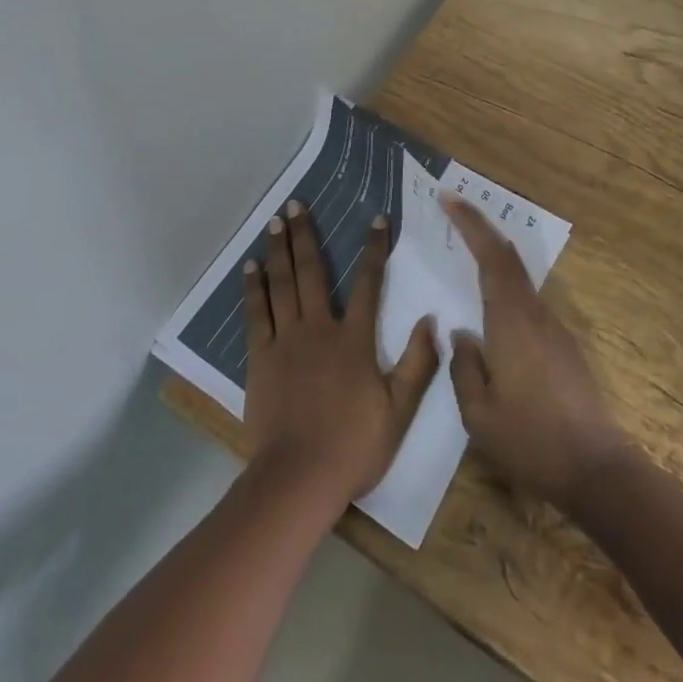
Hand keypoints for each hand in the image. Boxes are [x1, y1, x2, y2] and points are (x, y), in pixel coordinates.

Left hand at [243, 200, 440, 507]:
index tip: (376, 218)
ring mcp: (286, 340)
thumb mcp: (399, 411)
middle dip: (305, 234)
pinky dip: (254, 287)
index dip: (374, 249)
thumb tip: (431, 321)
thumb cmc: (353, 446)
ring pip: (281, 284)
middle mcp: (319, 328)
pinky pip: (256, 314)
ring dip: (278, 250)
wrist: (299, 477)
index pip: (369, 283)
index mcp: (354, 339)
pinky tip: (251, 267)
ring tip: (274, 221)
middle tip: (296, 203)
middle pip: (312, 271)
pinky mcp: (260, 357)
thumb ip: (418, 364)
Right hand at [444, 197, 631, 510]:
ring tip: (466, 249)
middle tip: (453, 209)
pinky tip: (491, 305)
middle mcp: (534, 314)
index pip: (491, 256)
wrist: (598, 471)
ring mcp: (554, 329)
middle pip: (508, 257)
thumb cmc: (532, 442)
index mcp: (511, 321)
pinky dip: (505, 284)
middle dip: (480, 228)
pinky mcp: (563, 347)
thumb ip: (464, 367)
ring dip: (494, 255)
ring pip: (519, 277)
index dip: (470, 223)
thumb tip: (462, 334)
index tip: (448, 199)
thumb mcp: (479, 415)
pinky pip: (527, 300)